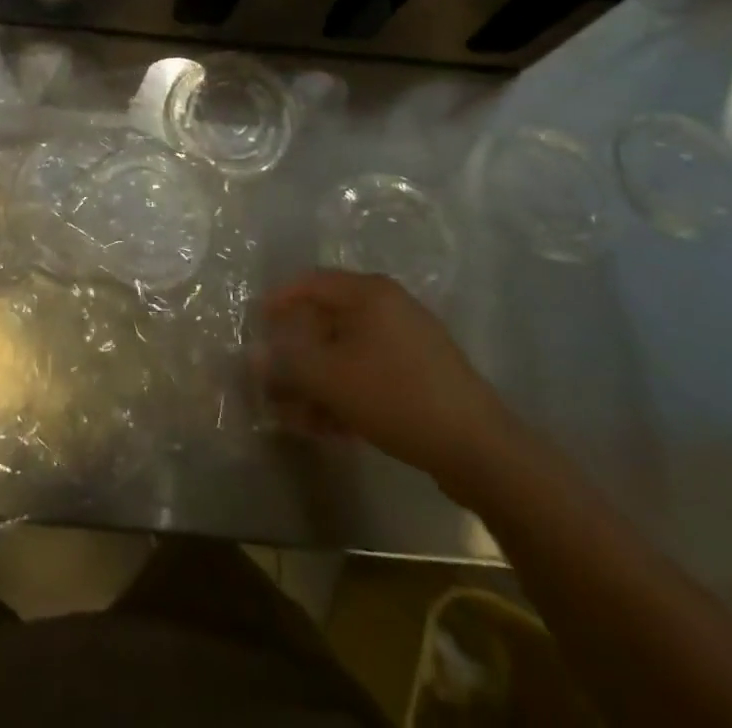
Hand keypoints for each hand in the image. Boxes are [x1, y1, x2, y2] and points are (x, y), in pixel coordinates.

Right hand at [258, 270, 515, 490]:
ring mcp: (408, 343)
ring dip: (317, 383)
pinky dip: (345, 395)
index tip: (254, 324)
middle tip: (272, 382)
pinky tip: (327, 429)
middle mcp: (388, 308)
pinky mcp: (421, 378)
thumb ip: (286, 363)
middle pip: (327, 322)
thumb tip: (252, 355)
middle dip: (296, 356)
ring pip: (346, 355)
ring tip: (294, 417)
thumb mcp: (330, 379)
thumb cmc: (395, 395)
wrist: (479, 449)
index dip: (278, 301)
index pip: (310, 282)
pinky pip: (369, 376)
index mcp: (368, 293)